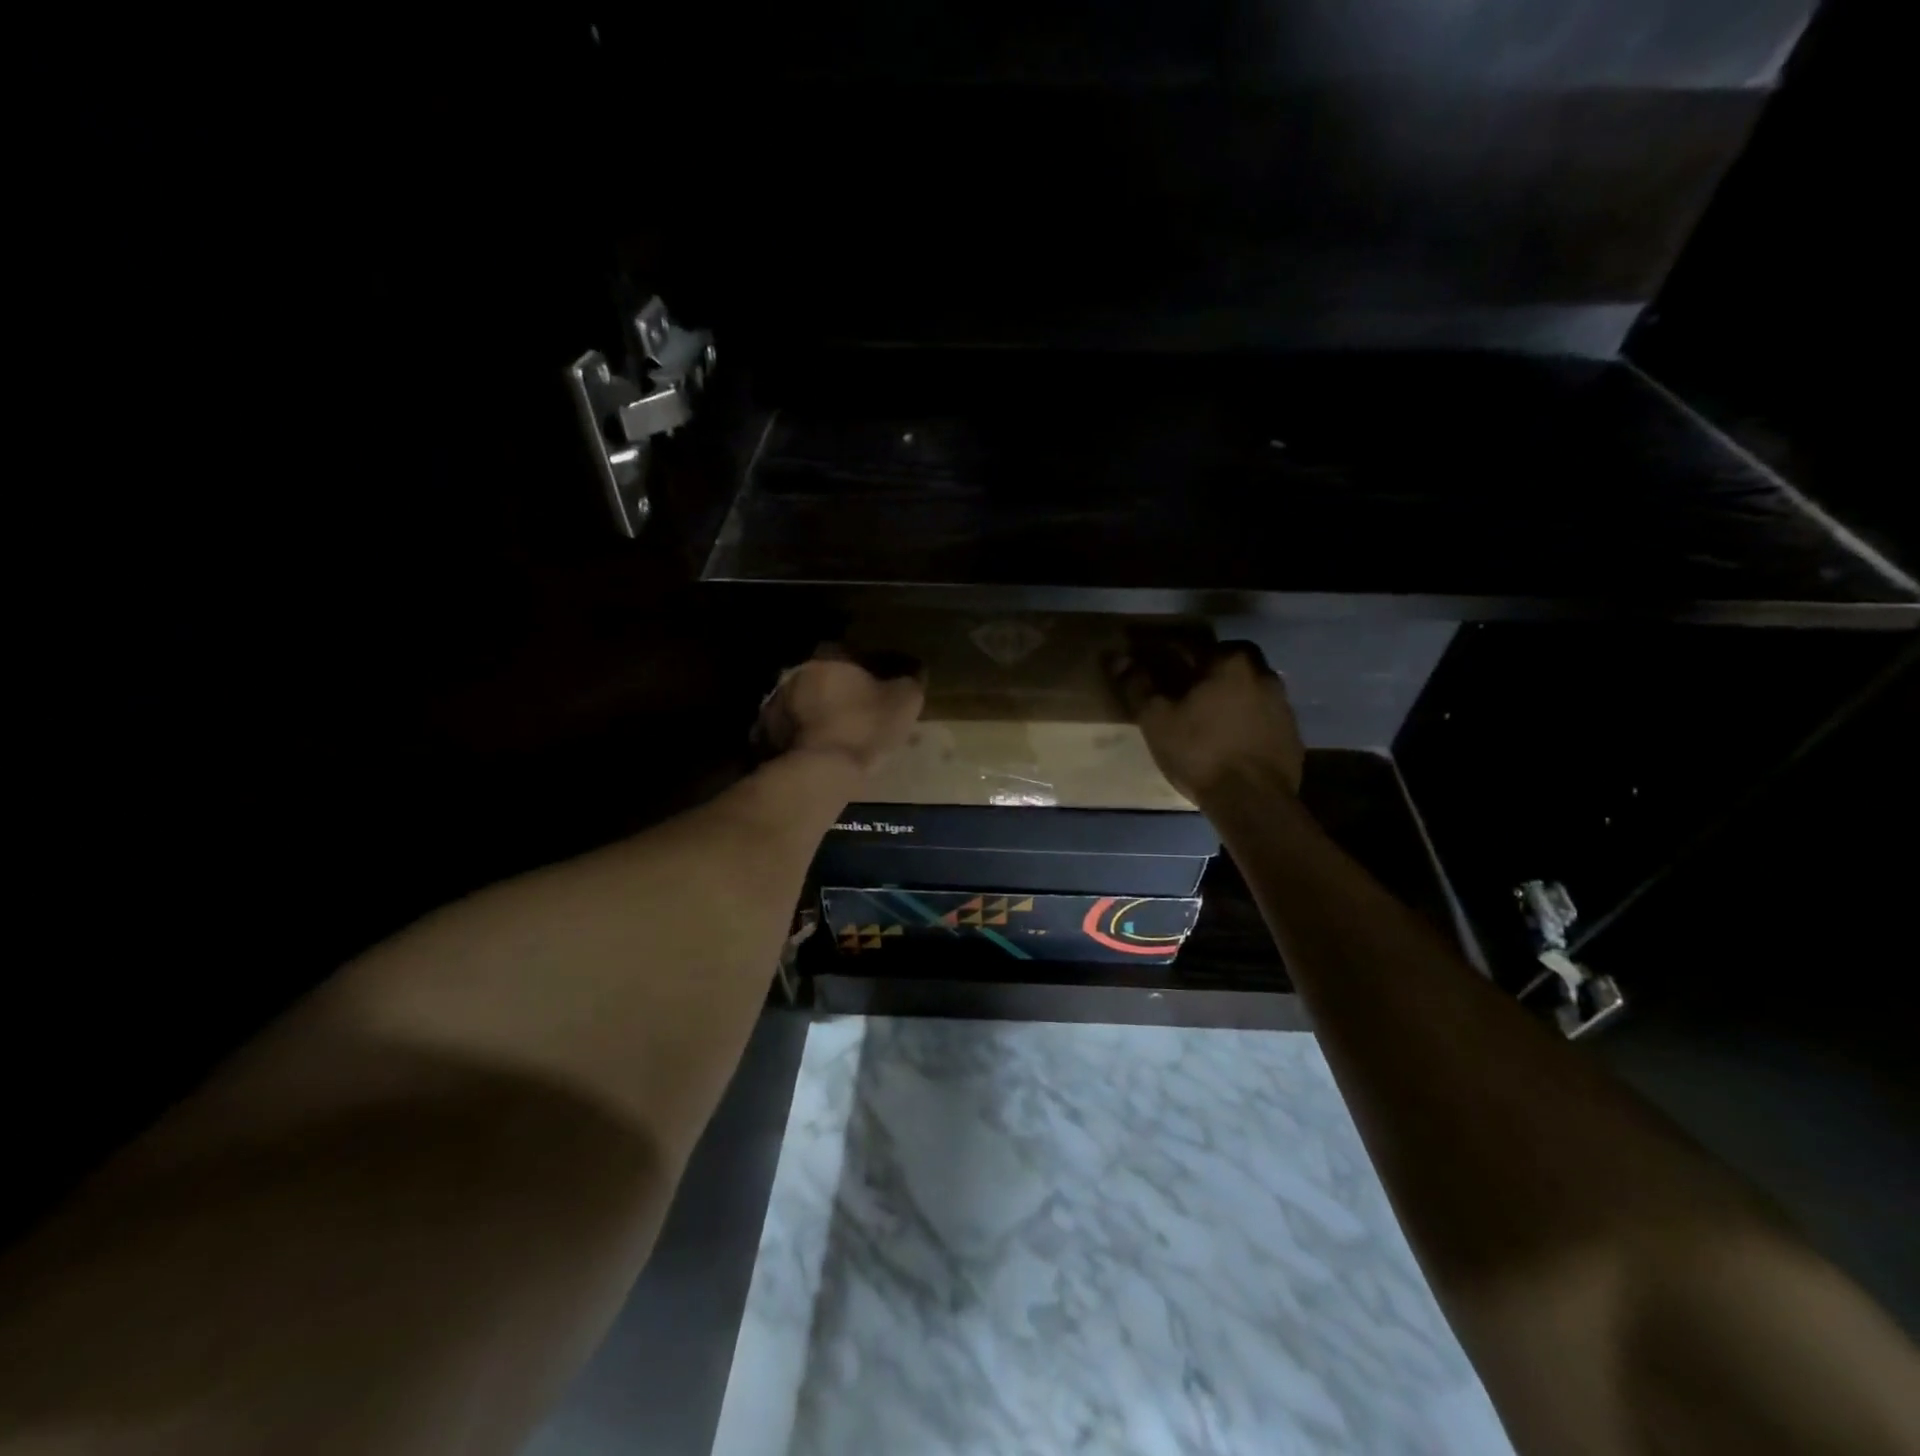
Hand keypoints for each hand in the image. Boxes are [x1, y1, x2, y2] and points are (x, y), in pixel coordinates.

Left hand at [756, 648, 925, 773]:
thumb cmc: (865, 727)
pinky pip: (788, 730)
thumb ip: (911, 680)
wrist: (820, 772)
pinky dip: (800, 737)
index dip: (867, 668)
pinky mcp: (764, 735)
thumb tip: (916, 669)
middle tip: (856, 711)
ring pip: (802, 703)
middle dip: (837, 691)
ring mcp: (775, 704)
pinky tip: (816, 751)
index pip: (851, 652)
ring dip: (816, 714)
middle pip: (822, 677)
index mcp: (829, 657)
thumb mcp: (904, 701)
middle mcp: (797, 673)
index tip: (879, 685)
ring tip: (835, 734)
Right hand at [1115, 632, 1304, 803]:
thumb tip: (1118, 658)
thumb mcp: (1157, 719)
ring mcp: (1283, 704)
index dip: (1170, 655)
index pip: (1193, 646)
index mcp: (1229, 662)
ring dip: (1230, 694)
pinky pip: (1263, 714)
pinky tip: (1230, 738)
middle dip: (1207, 669)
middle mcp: (1262, 673)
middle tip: (1185, 689)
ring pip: (1250, 686)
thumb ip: (1138, 685)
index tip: (1156, 668)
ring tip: (1208, 716)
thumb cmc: (1200, 752)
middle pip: (1229, 660)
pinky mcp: (1292, 732)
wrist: (1253, 800)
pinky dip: (1246, 718)